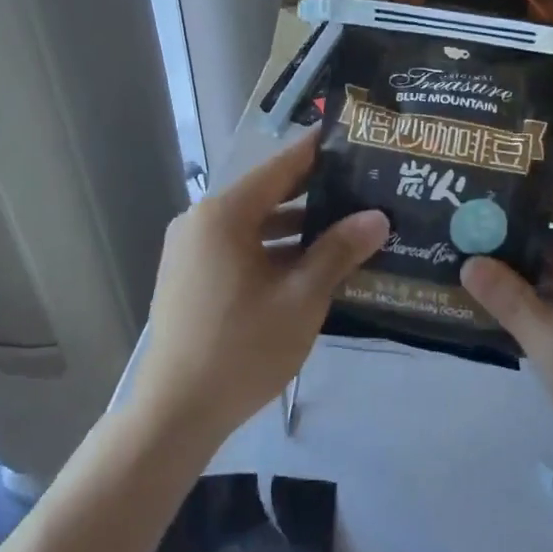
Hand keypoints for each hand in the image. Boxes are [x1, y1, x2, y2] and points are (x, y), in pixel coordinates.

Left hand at [128, 129, 388, 447]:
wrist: (175, 413)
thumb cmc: (242, 348)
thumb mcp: (301, 298)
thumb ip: (338, 251)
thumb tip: (377, 217)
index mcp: (224, 215)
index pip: (281, 167)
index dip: (318, 152)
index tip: (353, 138)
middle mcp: (202, 221)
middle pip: (267, 193)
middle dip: (314, 192)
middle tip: (363, 185)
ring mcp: (192, 249)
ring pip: (254, 224)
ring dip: (296, 226)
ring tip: (347, 225)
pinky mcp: (191, 275)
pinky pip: (239, 247)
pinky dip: (273, 249)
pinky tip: (311, 264)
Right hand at [462, 197, 552, 486]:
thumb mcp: (551, 343)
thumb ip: (509, 299)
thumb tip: (468, 262)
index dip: (536, 197)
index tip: (493, 194)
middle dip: (526, 233)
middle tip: (477, 229)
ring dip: (535, 266)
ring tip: (484, 261)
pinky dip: (550, 292)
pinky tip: (512, 302)